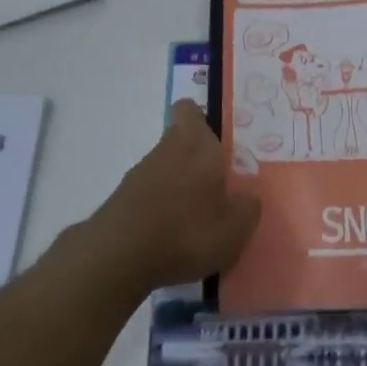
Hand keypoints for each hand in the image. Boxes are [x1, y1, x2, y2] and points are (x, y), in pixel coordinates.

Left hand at [83, 100, 261, 297]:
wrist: (119, 256)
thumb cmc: (187, 230)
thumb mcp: (235, 228)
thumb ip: (247, 208)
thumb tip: (247, 198)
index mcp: (196, 143)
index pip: (189, 109)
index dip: (201, 120)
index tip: (216, 142)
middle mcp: (166, 150)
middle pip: (180, 142)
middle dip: (196, 163)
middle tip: (216, 190)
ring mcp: (139, 174)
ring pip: (164, 170)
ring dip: (178, 189)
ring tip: (195, 224)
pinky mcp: (121, 201)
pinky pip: (148, 197)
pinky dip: (159, 212)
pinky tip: (170, 241)